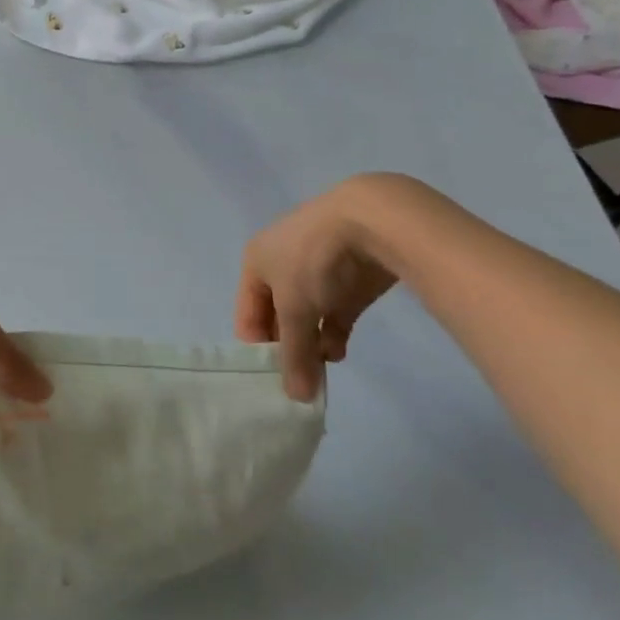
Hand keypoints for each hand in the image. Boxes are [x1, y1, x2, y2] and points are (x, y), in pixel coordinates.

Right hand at [235, 180, 399, 401]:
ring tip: (323, 368)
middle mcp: (281, 266)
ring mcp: (317, 271)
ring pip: (308, 318)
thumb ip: (294, 354)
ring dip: (313, 344)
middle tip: (301, 382)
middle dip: (289, 349)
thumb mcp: (295, 310)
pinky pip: (334, 314)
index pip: (247, 317)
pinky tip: (340, 351)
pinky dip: (334, 334)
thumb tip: (297, 398)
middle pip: (277, 318)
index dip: (258, 350)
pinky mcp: (349, 279)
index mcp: (256, 264)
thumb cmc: (314, 261)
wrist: (372, 221)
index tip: (275, 381)